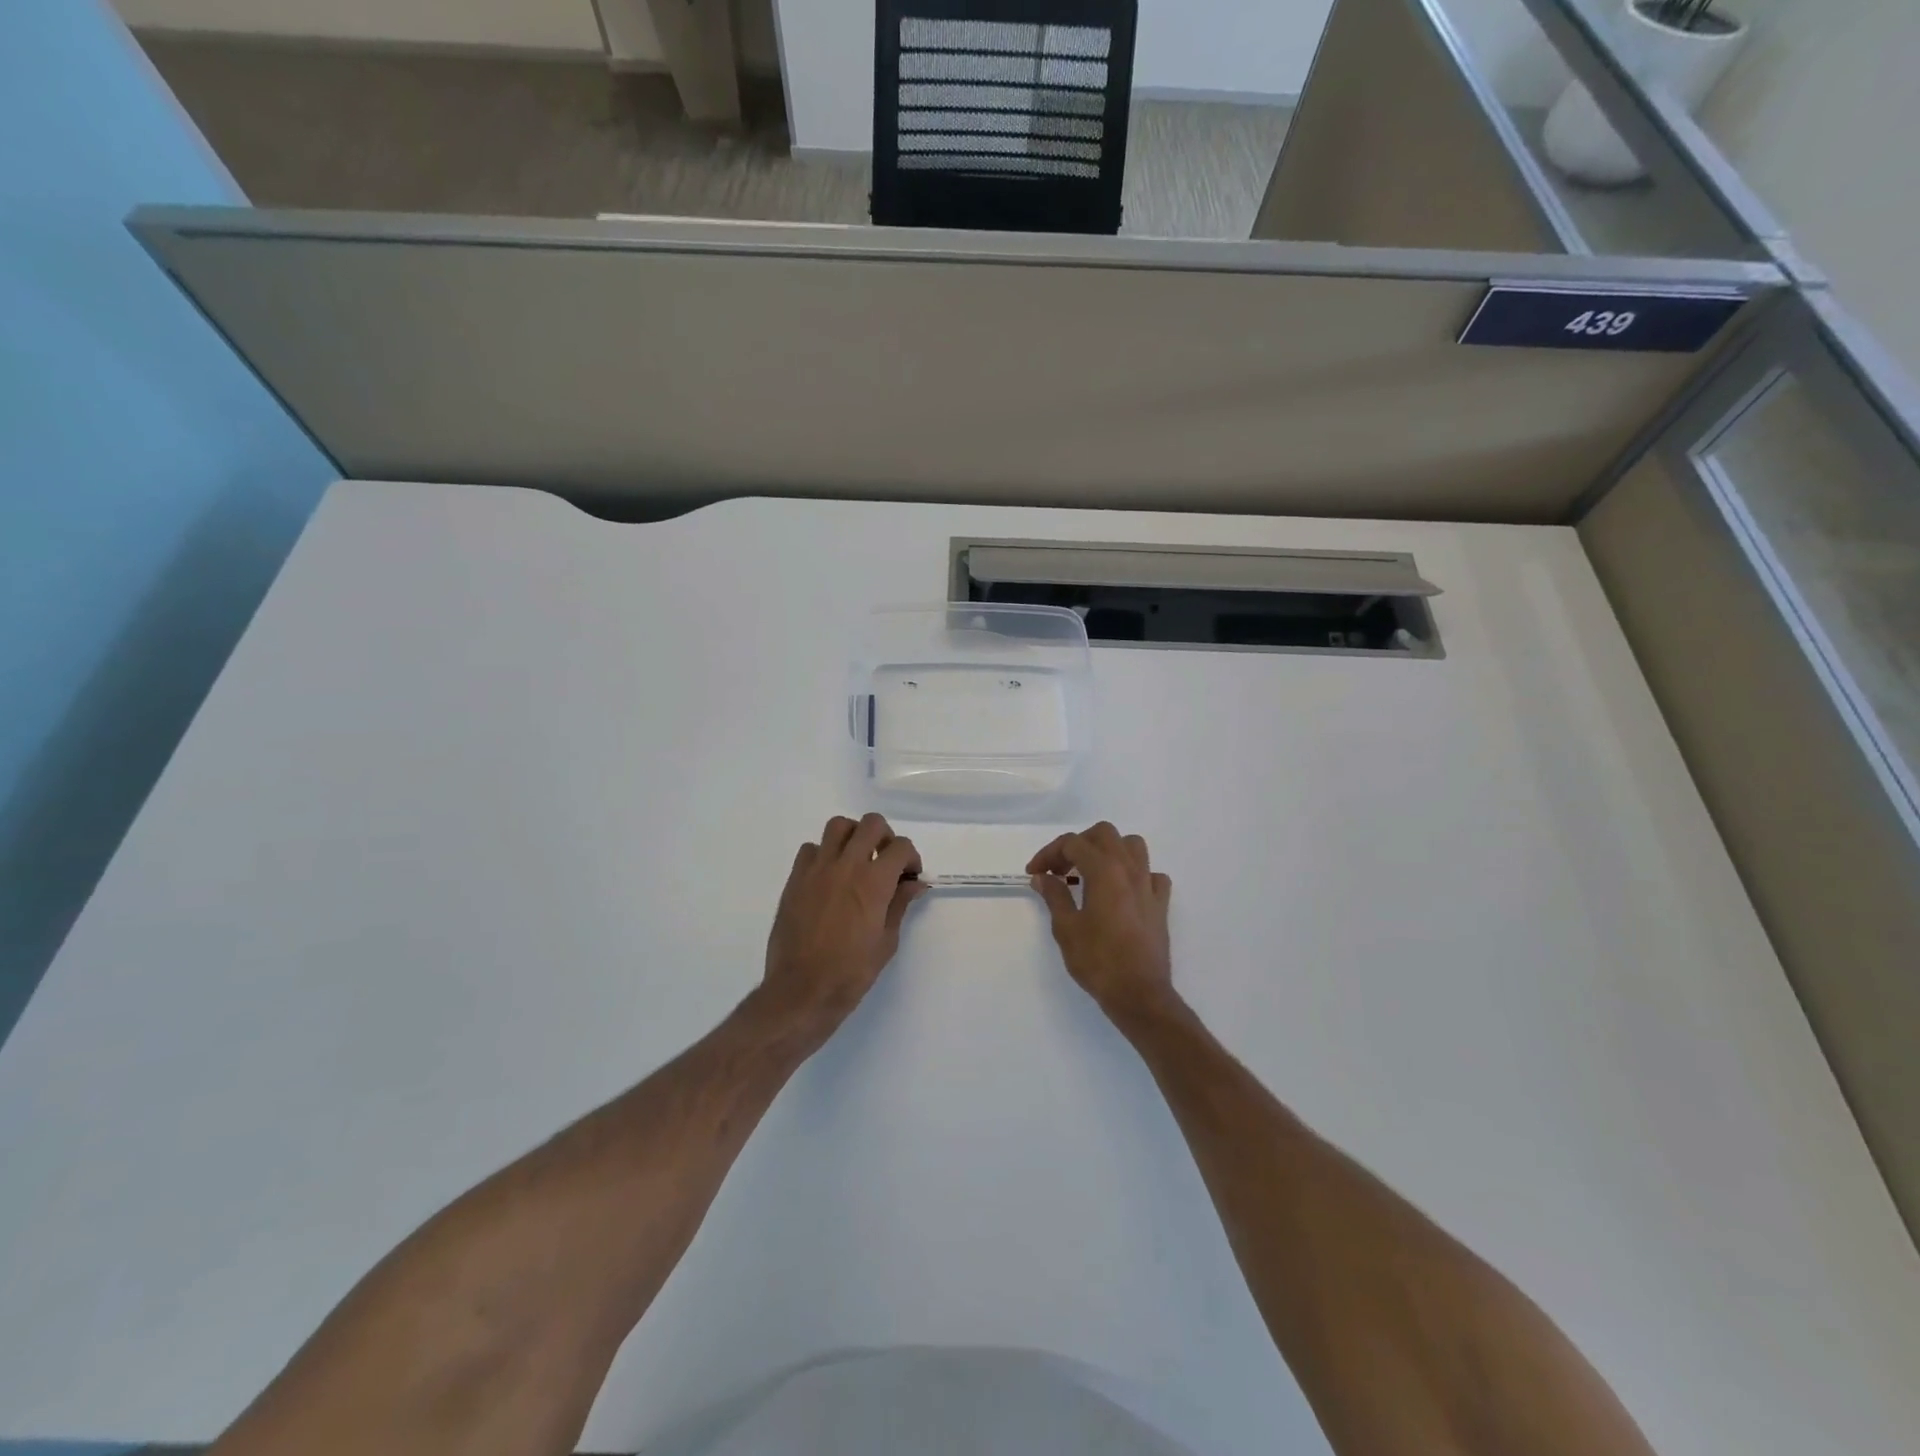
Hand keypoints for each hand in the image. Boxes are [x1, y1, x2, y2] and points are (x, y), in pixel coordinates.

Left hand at [760, 814, 925, 1037]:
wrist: (802, 990)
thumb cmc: (851, 972)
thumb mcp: (886, 941)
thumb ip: (900, 904)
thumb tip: (914, 884)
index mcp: (874, 881)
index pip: (901, 846)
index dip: (911, 858)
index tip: (910, 876)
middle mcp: (846, 865)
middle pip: (871, 824)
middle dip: (885, 838)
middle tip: (886, 861)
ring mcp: (817, 869)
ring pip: (838, 826)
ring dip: (853, 836)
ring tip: (856, 860)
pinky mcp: (795, 879)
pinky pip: (810, 849)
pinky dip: (824, 854)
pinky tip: (828, 876)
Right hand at [1028, 822, 1174, 1019]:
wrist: (1140, 994)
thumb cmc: (1098, 961)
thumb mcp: (1066, 928)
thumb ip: (1054, 896)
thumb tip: (1042, 877)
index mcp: (1104, 870)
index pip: (1073, 843)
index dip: (1049, 853)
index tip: (1034, 873)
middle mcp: (1129, 869)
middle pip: (1104, 834)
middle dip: (1078, 844)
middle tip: (1061, 869)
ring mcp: (1149, 885)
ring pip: (1132, 846)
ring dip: (1109, 851)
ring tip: (1091, 873)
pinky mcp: (1161, 904)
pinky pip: (1151, 875)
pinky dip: (1135, 875)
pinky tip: (1122, 892)